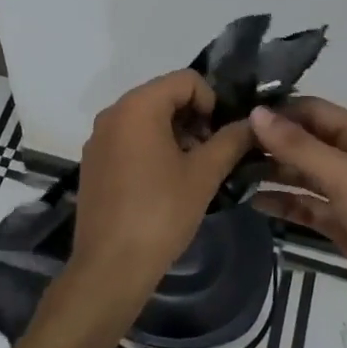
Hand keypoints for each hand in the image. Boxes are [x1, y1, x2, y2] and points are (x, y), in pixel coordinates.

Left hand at [72, 71, 254, 299]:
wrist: (110, 267)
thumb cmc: (160, 213)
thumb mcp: (203, 175)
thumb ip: (231, 141)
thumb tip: (253, 123)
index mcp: (138, 106)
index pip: (185, 80)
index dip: (212, 101)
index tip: (221, 136)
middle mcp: (113, 113)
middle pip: (164, 95)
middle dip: (193, 118)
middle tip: (210, 155)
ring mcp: (98, 138)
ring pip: (146, 118)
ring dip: (174, 134)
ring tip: (191, 172)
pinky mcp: (93, 161)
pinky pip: (128, 138)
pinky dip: (151, 147)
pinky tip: (164, 183)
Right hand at [250, 99, 346, 341]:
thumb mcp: (344, 177)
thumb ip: (299, 146)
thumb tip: (255, 113)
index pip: (311, 110)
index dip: (276, 111)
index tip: (235, 115)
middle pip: (304, 141)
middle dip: (269, 142)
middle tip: (224, 146)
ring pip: (302, 175)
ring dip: (271, 172)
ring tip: (230, 172)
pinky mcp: (341, 225)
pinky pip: (305, 206)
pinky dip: (282, 203)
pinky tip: (253, 202)